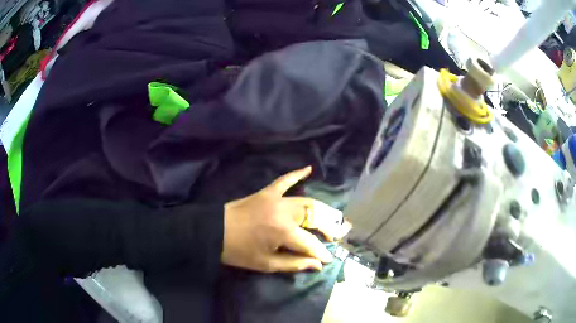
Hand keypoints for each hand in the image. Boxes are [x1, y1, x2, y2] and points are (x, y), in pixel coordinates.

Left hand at [222, 166, 348, 272]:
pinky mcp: (266, 192)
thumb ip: (294, 263)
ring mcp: (276, 199)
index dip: (321, 252)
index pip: (311, 243)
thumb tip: (317, 264)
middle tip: (337, 236)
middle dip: (329, 228)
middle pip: (315, 217)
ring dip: (321, 210)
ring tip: (332, 218)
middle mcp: (285, 212)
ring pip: (306, 201)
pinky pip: (284, 180)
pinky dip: (297, 174)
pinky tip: (309, 169)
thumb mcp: (266, 264)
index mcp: (284, 232)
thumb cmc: (239, 252)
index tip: (329, 259)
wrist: (213, 232)